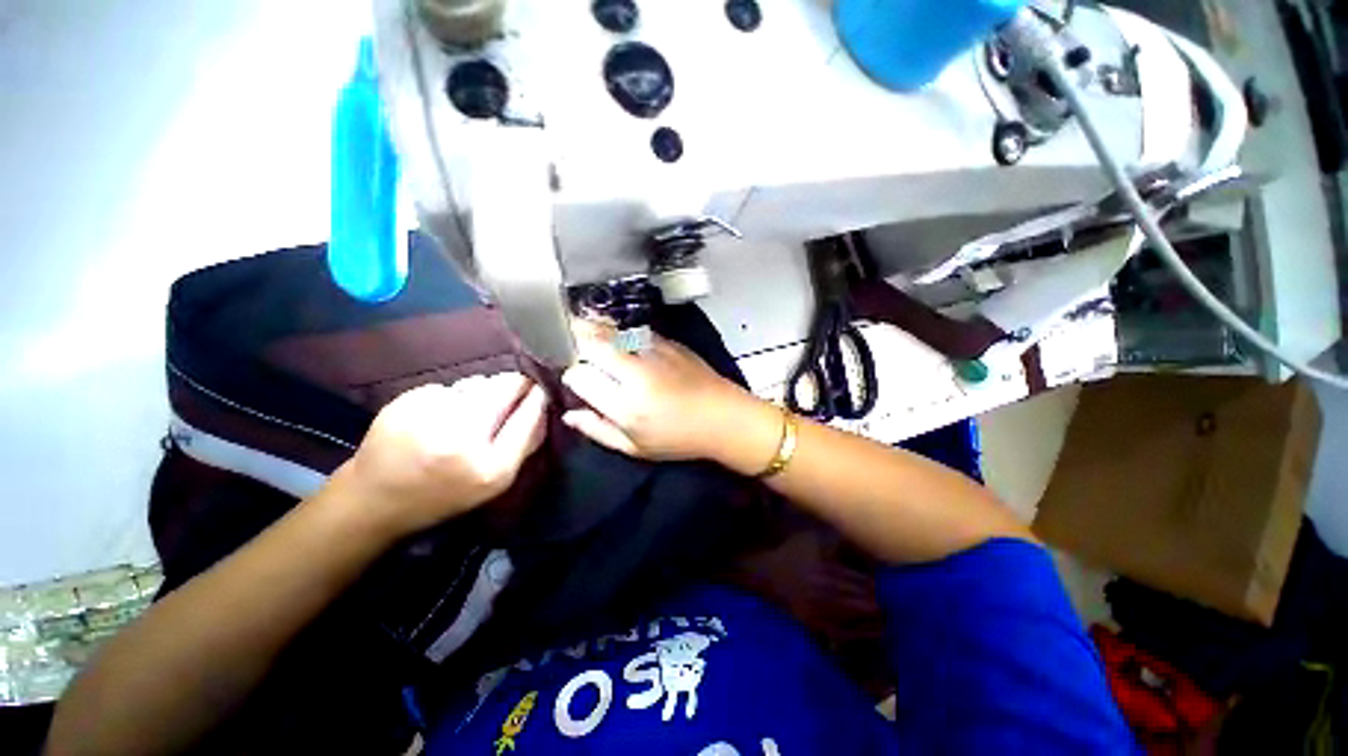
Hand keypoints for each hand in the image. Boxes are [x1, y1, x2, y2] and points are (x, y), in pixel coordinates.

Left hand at [334, 373, 547, 537]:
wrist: (374, 501)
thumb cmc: (445, 494)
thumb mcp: (495, 481)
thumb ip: (525, 443)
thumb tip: (543, 406)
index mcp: (491, 467)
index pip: (528, 416)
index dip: (537, 398)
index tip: (541, 389)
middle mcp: (462, 437)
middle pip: (504, 388)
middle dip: (513, 386)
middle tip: (512, 390)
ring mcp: (430, 416)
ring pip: (475, 383)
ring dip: (481, 392)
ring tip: (466, 414)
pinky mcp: (405, 403)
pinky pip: (447, 387)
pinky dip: (451, 396)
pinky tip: (437, 416)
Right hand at [561, 322, 772, 465]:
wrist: (724, 416)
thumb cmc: (679, 439)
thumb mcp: (636, 448)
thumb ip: (598, 430)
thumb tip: (570, 415)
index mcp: (626, 404)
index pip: (580, 376)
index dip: (570, 375)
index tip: (572, 378)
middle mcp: (636, 372)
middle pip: (591, 343)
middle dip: (571, 339)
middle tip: (561, 339)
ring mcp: (653, 352)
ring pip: (611, 331)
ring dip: (590, 327)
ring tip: (576, 326)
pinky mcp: (668, 342)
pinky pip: (632, 330)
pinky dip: (616, 330)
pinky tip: (612, 334)